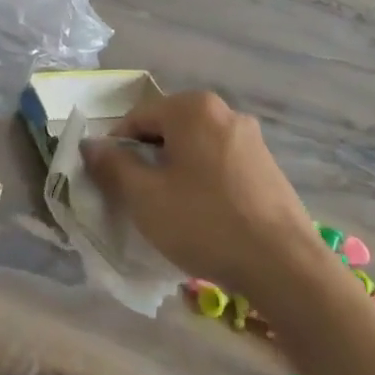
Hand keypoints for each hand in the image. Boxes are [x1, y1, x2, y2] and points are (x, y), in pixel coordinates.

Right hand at [79, 91, 316, 293]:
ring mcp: (251, 139)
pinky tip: (203, 216)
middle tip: (138, 199)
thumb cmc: (204, 222)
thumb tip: (90, 145)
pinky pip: (219, 164)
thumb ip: (112, 165)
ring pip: (194, 148)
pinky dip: (202, 182)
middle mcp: (224, 112)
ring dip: (174, 172)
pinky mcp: (267, 167)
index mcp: (192, 108)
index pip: (136, 118)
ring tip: (170, 211)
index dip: (115, 149)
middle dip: (147, 160)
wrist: (284, 266)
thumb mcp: (144, 196)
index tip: (110, 184)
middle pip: (166, 130)